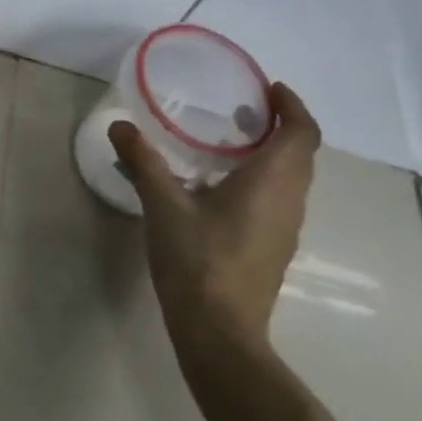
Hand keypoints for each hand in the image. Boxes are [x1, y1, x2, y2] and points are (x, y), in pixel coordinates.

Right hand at [110, 83, 320, 377]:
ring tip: (231, 146)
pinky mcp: (273, 251)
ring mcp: (286, 230)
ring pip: (291, 181)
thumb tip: (120, 125)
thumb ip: (144, 161)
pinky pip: (279, 202)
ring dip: (273, 156)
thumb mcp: (163, 204)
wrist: (219, 331)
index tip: (270, 89)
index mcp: (273, 181)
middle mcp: (290, 201)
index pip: (302, 132)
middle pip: (301, 154)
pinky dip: (263, 183)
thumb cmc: (198, 259)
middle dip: (280, 127)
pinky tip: (223, 192)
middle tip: (244, 112)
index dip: (293, 106)